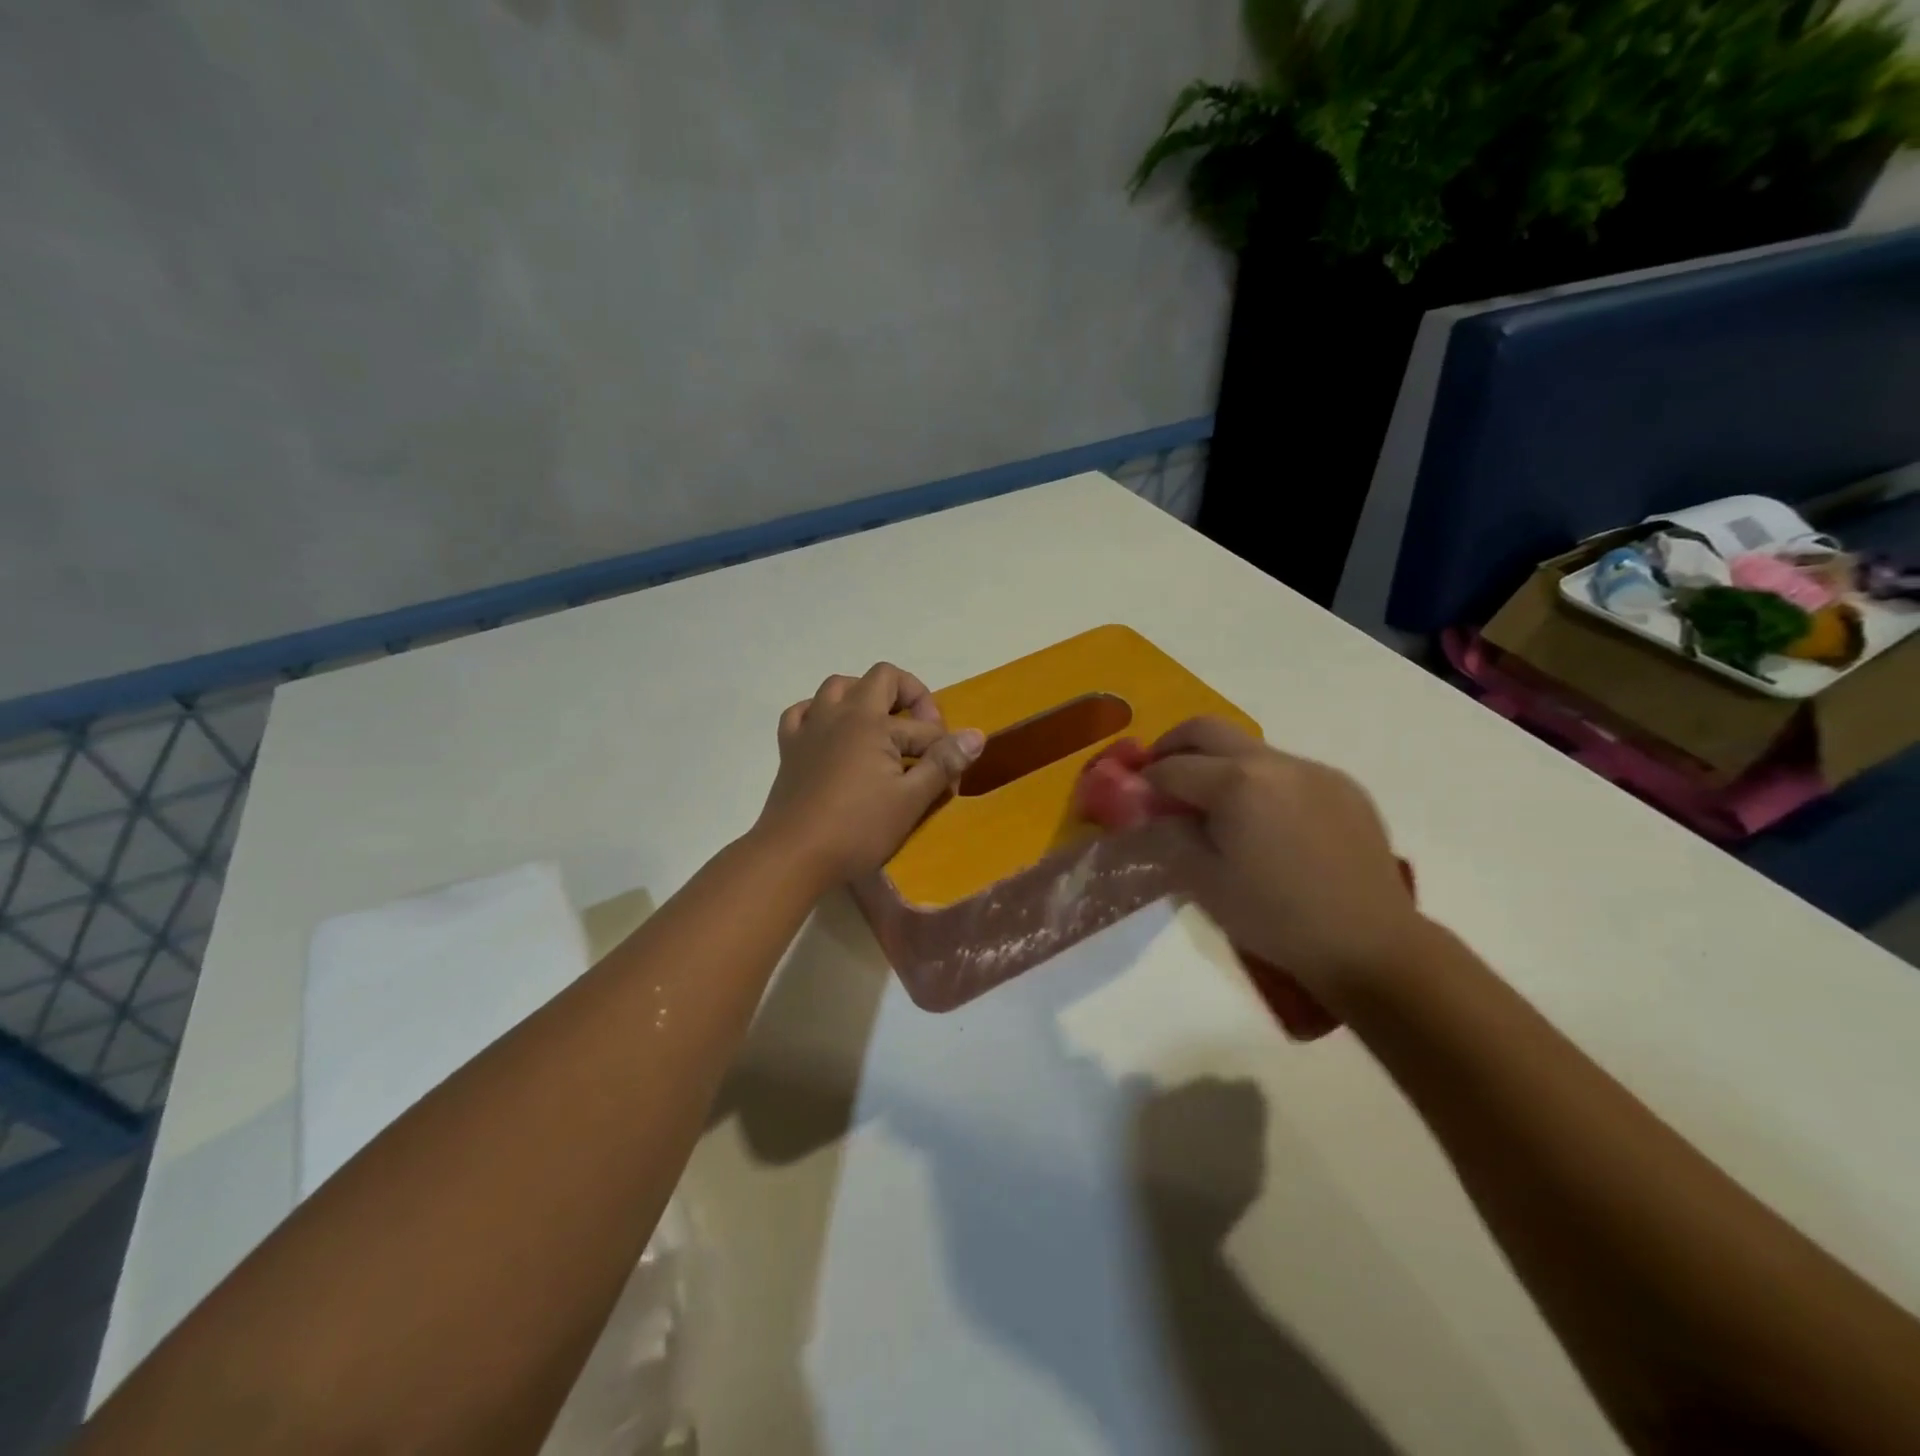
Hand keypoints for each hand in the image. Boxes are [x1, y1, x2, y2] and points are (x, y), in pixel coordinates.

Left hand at [758, 663, 984, 884]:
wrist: (792, 855)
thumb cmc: (856, 829)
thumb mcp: (910, 801)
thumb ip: (943, 763)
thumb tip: (976, 735)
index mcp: (872, 722)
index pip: (922, 726)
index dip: (943, 750)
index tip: (948, 780)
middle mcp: (840, 713)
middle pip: (881, 678)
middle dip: (909, 697)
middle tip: (920, 732)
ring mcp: (810, 727)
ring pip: (837, 686)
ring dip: (864, 696)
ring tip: (879, 726)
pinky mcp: (789, 747)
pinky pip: (803, 711)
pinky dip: (821, 713)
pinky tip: (831, 733)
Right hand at [1144, 718, 1423, 1006]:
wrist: (1370, 945)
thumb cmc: (1276, 918)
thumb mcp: (1203, 882)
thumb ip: (1168, 834)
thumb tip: (1149, 809)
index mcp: (1236, 783)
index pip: (1171, 767)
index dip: (1143, 781)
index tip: (1131, 799)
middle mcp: (1274, 762)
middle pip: (1206, 730)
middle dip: (1172, 746)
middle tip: (1158, 775)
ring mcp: (1313, 770)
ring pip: (1248, 748)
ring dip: (1218, 764)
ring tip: (1213, 805)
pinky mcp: (1343, 786)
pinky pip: (1286, 769)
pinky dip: (1259, 781)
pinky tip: (1263, 821)